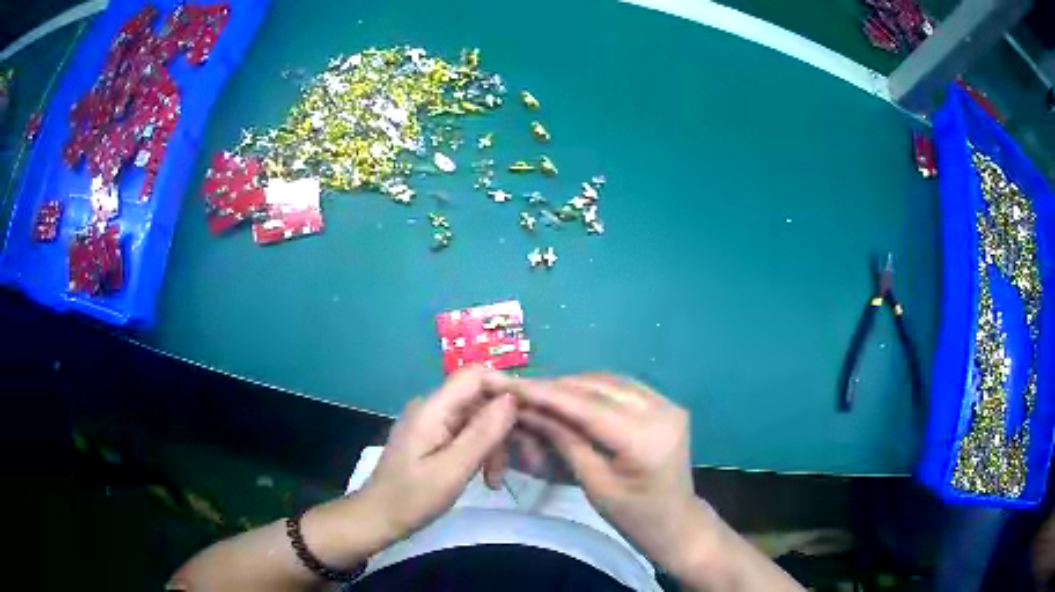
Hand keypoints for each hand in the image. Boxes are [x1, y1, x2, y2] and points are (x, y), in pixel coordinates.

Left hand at [358, 365, 516, 542]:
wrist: (379, 518)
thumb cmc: (412, 498)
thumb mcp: (452, 470)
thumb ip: (482, 433)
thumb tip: (511, 398)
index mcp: (432, 409)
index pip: (475, 376)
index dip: (505, 388)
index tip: (532, 415)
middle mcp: (432, 408)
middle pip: (479, 399)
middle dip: (504, 426)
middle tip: (526, 458)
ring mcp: (432, 423)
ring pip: (477, 419)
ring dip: (494, 445)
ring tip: (497, 480)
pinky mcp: (434, 438)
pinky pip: (467, 434)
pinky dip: (482, 453)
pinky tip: (488, 478)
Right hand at [502, 374, 715, 571]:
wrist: (677, 523)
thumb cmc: (633, 516)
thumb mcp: (594, 484)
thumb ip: (565, 442)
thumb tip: (528, 411)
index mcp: (645, 439)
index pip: (587, 406)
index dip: (546, 393)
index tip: (511, 384)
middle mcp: (662, 411)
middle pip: (599, 387)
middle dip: (557, 386)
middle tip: (521, 389)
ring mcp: (668, 404)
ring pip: (610, 382)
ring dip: (574, 385)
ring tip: (541, 392)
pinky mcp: (667, 405)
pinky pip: (623, 387)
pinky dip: (594, 388)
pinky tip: (572, 395)